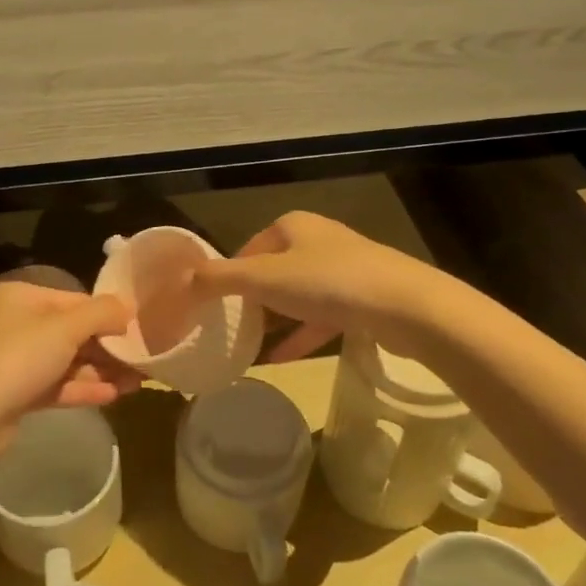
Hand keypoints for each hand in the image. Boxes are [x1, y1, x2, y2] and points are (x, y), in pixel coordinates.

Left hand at [0, 279, 139, 424]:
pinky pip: (57, 383)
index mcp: (21, 296)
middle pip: (72, 331)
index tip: (137, 330)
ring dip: (101, 370)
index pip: (74, 299)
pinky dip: (83, 388)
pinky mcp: (18, 391)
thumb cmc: (20, 358)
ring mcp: (16, 359)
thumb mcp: (66, 328)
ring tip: (137, 381)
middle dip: (108, 347)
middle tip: (142, 359)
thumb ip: (102, 313)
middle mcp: (16, 322)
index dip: (107, 314)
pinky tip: (114, 395)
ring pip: (67, 360)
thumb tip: (128, 308)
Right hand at [190, 211, 451, 362]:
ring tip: (247, 345)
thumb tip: (180, 283)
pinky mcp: (362, 300)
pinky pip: (320, 318)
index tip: (212, 304)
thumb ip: (220, 279)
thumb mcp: (264, 278)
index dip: (228, 274)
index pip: (248, 247)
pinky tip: (280, 359)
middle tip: (227, 326)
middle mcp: (318, 241)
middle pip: (272, 270)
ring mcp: (344, 271)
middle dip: (251, 299)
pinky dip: (299, 335)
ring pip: (297, 295)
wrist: (405, 306)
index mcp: (293, 226)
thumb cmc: (328, 282)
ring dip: (274, 319)